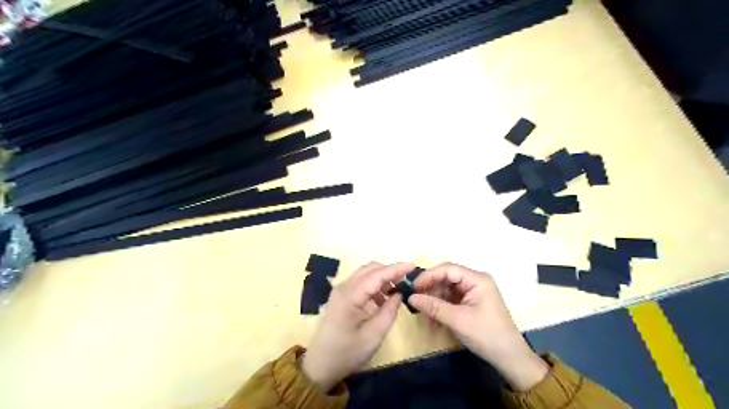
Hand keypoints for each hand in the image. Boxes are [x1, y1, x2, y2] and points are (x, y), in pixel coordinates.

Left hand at [303, 261, 414, 392]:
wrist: (320, 364)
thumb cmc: (347, 353)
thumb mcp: (373, 336)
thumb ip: (389, 312)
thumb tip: (399, 294)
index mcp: (350, 296)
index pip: (377, 275)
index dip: (396, 269)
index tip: (413, 266)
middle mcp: (344, 287)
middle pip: (370, 269)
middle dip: (389, 271)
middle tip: (406, 282)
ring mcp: (340, 290)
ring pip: (365, 274)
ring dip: (382, 278)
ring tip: (396, 293)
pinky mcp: (340, 296)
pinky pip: (360, 282)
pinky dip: (374, 285)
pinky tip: (382, 300)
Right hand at [409, 264, 546, 390]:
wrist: (509, 358)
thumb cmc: (486, 335)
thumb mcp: (457, 320)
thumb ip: (433, 306)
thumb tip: (411, 297)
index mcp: (476, 279)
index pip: (447, 269)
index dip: (429, 276)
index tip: (413, 287)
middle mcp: (475, 281)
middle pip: (446, 278)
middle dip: (431, 291)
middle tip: (416, 303)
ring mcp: (473, 292)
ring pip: (446, 290)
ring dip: (434, 302)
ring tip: (425, 317)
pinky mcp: (471, 303)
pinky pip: (451, 300)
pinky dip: (441, 308)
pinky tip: (433, 320)